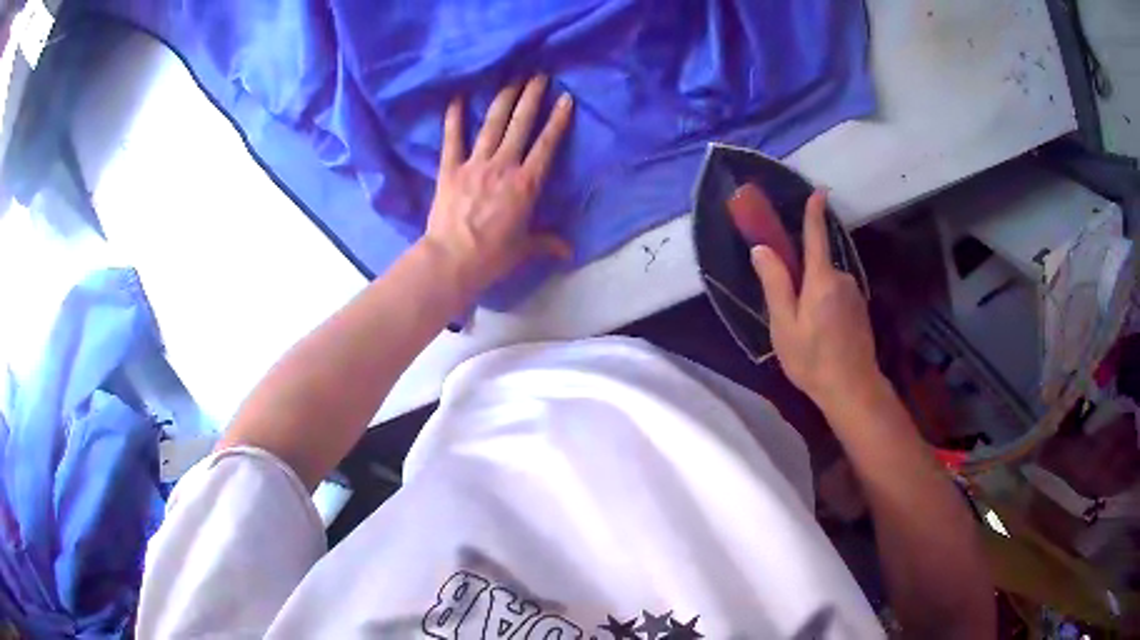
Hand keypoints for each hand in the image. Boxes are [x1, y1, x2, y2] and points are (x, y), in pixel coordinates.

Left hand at [422, 76, 573, 295]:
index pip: (547, 144)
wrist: (452, 260)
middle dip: (531, 97)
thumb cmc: (492, 256)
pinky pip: (452, 138)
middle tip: (539, 75)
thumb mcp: (524, 249)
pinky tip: (458, 97)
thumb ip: (547, 243)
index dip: (558, 120)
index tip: (565, 98)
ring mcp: (475, 164)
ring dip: (504, 98)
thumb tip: (569, 251)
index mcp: (526, 183)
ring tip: (512, 77)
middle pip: (520, 124)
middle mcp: (503, 165)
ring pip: (493, 124)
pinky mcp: (450, 169)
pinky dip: (454, 117)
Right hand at [750, 190, 881, 408]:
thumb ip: (775, 284)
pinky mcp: (860, 309)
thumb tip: (762, 249)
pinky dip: (825, 306)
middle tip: (789, 315)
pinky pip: (836, 295)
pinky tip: (821, 335)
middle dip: (801, 279)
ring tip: (804, 332)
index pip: (816, 236)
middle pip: (816, 265)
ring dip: (813, 296)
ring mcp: (854, 294)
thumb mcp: (784, 326)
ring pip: (826, 283)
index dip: (815, 211)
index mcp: (821, 279)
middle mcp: (842, 279)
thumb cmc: (813, 360)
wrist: (853, 389)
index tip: (819, 190)